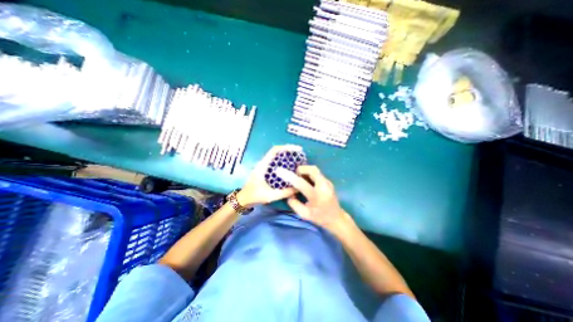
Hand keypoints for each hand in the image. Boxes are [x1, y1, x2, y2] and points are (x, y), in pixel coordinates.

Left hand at [238, 144, 299, 207]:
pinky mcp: (265, 171)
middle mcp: (264, 163)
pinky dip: (284, 164)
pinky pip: (276, 164)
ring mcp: (264, 167)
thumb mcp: (270, 196)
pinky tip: (290, 170)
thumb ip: (284, 193)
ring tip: (298, 161)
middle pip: (277, 152)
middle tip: (300, 155)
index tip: (297, 149)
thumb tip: (297, 188)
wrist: (243, 199)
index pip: (274, 150)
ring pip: (277, 158)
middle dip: (289, 151)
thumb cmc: (254, 196)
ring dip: (286, 157)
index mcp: (263, 165)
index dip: (286, 147)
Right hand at [276, 165, 353, 235]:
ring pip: (315, 170)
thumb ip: (294, 203)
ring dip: (305, 171)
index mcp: (317, 196)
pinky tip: (307, 181)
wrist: (336, 218)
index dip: (290, 176)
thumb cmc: (320, 218)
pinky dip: (310, 174)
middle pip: (312, 169)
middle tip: (295, 175)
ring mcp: (327, 182)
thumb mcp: (304, 214)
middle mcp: (324, 186)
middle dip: (301, 169)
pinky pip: (317, 173)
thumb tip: (289, 193)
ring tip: (300, 178)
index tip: (280, 170)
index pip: (301, 183)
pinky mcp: (328, 182)